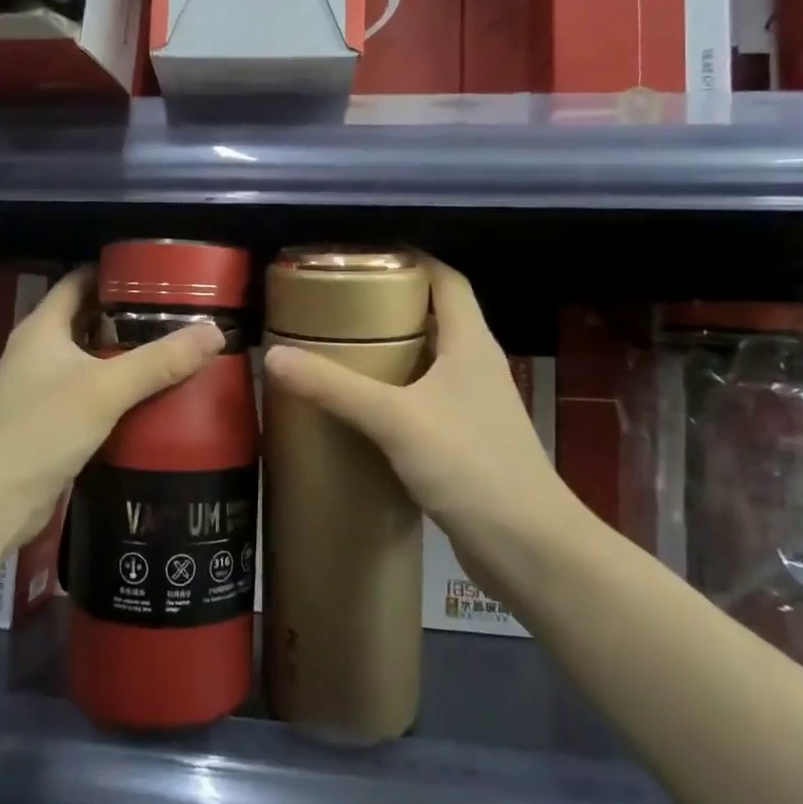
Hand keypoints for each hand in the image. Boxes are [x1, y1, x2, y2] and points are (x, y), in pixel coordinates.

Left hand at [0, 266, 223, 545]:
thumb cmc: (42, 429)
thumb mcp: (106, 389)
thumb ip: (160, 361)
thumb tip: (216, 332)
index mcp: (42, 328)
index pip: (77, 281)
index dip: (113, 272)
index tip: (157, 273)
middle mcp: (38, 351)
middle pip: (87, 320)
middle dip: (128, 316)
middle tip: (177, 315)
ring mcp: (41, 389)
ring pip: (89, 360)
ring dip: (124, 356)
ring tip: (173, 351)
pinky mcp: (49, 423)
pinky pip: (90, 394)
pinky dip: (117, 391)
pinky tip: (151, 398)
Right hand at [263, 257, 556, 552]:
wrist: (528, 547)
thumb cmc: (470, 465)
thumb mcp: (395, 419)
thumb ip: (334, 387)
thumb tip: (274, 357)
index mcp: (471, 344)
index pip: (447, 280)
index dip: (413, 260)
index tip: (365, 256)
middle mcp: (476, 366)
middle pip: (436, 316)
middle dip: (391, 303)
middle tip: (338, 302)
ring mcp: (474, 406)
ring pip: (430, 360)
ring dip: (392, 350)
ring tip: (341, 347)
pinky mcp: (466, 441)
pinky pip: (425, 400)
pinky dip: (396, 392)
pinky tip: (363, 407)